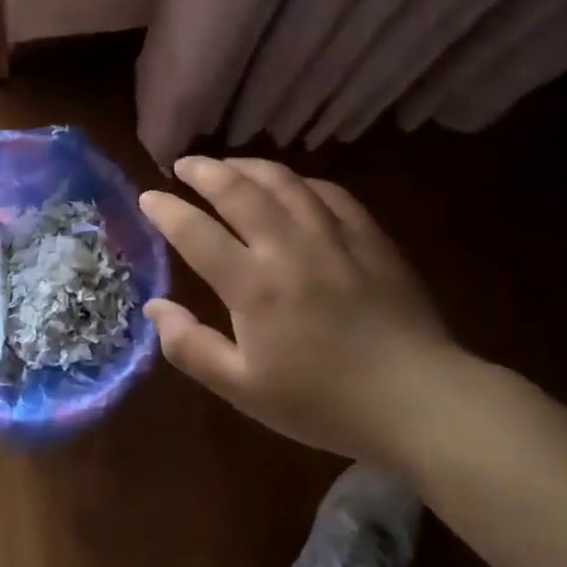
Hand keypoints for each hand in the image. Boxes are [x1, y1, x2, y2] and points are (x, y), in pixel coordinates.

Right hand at [138, 157, 458, 461]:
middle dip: (204, 171)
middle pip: (239, 190)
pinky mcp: (370, 238)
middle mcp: (288, 247)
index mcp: (253, 285)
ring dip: (248, 166)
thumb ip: (190, 346)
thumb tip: (155, 307)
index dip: (166, 210)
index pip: (196, 232)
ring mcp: (333, 237)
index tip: (148, 196)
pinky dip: (299, 182)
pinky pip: (328, 193)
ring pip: (284, 182)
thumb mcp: (243, 389)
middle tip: (183, 164)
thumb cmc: (323, 402)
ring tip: (228, 165)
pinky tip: (292, 186)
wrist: (419, 400)